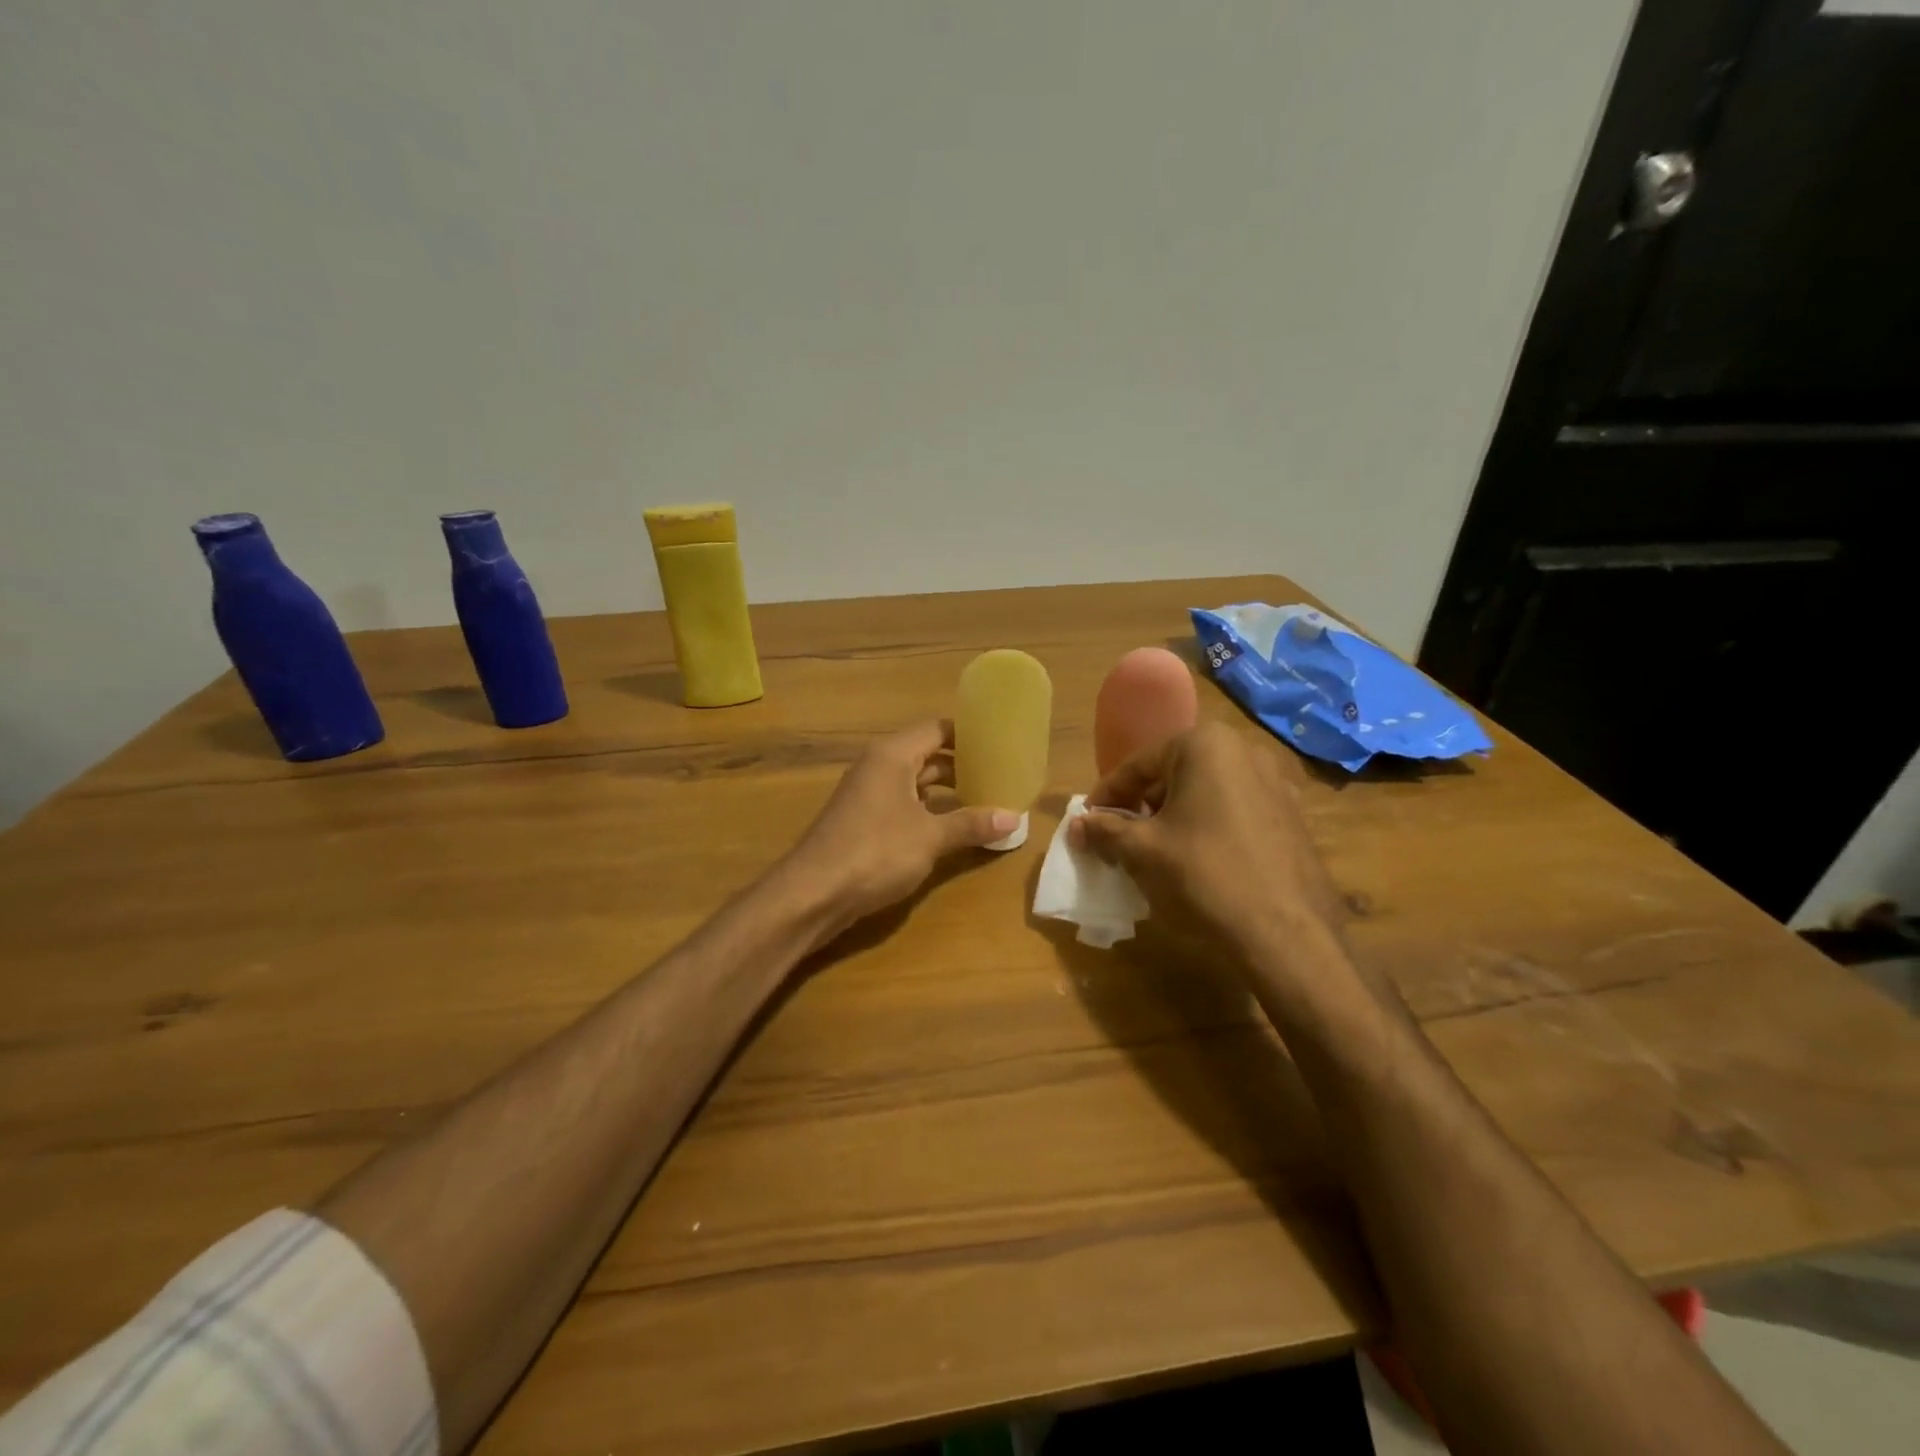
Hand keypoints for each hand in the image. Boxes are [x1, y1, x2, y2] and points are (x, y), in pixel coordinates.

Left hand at [786, 720, 1018, 937]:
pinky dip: (929, 809)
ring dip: (947, 790)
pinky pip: (904, 803)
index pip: (937, 729)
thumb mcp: (930, 837)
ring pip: (916, 782)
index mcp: (892, 756)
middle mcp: (878, 766)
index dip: (969, 734)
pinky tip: (952, 827)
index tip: (1001, 742)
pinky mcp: (863, 820)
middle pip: (927, 754)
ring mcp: (868, 794)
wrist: (813, 893)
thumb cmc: (875, 852)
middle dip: (962, 765)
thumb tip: (1014, 817)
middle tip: (1001, 774)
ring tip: (985, 799)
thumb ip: (971, 824)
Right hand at [1067, 721, 1343, 971]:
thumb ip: (1104, 830)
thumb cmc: (1203, 876)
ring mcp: (1278, 784)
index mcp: (1206, 745)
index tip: (1087, 822)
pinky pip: (1236, 813)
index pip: (1139, 765)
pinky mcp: (1294, 818)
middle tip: (1120, 838)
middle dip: (1143, 805)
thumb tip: (1076, 826)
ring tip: (1156, 853)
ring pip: (1206, 794)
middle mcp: (1246, 751)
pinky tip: (1199, 863)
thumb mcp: (1141, 851)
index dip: (1107, 795)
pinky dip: (1209, 829)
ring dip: (1175, 817)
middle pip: (1174, 774)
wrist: (1286, 935)